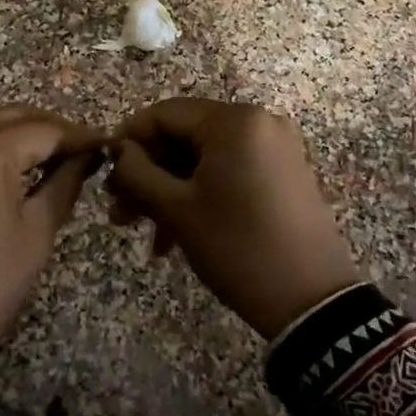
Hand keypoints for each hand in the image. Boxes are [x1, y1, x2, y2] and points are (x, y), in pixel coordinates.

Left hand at [0, 106, 105, 373]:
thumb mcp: (36, 235)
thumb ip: (64, 184)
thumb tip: (87, 157)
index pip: (45, 130)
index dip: (80, 137)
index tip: (109, 146)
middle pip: (15, 116)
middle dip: (52, 129)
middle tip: (84, 152)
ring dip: (24, 133)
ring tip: (56, 159)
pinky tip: (18, 167)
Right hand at [107, 99, 358, 339]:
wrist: (312, 301)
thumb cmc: (237, 246)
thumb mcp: (177, 209)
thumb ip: (138, 172)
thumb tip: (118, 150)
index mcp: (235, 121)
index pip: (165, 113)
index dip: (129, 138)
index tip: (103, 169)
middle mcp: (258, 122)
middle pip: (185, 136)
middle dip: (148, 173)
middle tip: (117, 209)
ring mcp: (275, 148)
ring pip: (204, 158)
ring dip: (169, 190)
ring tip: (139, 229)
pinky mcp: (283, 174)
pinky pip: (229, 172)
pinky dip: (199, 195)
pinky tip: (173, 236)